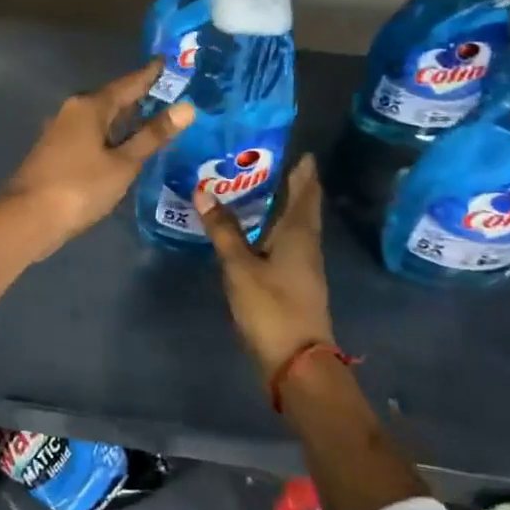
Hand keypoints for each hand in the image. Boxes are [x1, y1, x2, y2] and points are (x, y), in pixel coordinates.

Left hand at [0, 61, 194, 261]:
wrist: (27, 218)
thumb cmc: (79, 187)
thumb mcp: (123, 164)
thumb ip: (152, 136)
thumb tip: (186, 107)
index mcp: (90, 106)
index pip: (128, 83)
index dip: (150, 74)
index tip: (168, 61)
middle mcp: (73, 111)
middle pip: (113, 99)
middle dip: (140, 97)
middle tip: (172, 93)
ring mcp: (61, 131)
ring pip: (101, 119)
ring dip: (126, 119)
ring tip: (156, 119)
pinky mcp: (56, 152)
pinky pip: (92, 135)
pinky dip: (112, 136)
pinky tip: (126, 147)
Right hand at [196, 154, 334, 381]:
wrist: (297, 362)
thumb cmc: (271, 308)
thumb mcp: (240, 267)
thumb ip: (223, 230)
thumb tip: (203, 191)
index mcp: (299, 233)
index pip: (306, 191)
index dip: (303, 169)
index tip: (294, 147)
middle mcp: (306, 244)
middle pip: (301, 206)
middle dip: (287, 183)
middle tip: (258, 160)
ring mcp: (303, 265)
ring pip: (292, 225)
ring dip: (277, 205)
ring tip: (250, 187)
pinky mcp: (294, 282)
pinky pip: (284, 242)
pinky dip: (270, 227)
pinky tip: (251, 228)